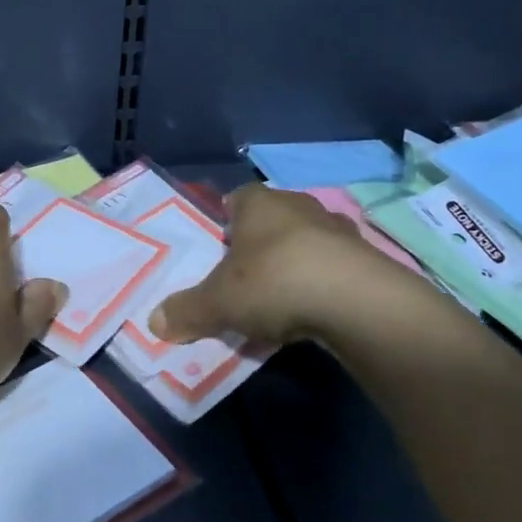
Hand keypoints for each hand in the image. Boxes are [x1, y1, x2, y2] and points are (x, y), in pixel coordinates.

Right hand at [148, 183, 429, 346]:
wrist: (358, 302)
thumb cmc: (274, 282)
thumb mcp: (218, 302)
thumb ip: (186, 310)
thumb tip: (154, 322)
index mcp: (258, 202)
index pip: (234, 199)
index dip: (224, 223)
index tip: (218, 250)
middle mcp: (298, 205)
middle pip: (270, 221)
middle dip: (257, 246)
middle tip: (243, 280)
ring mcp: (337, 229)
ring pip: (304, 243)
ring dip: (293, 266)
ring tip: (279, 301)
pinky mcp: (366, 258)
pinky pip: (332, 268)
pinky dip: (321, 285)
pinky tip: (313, 314)